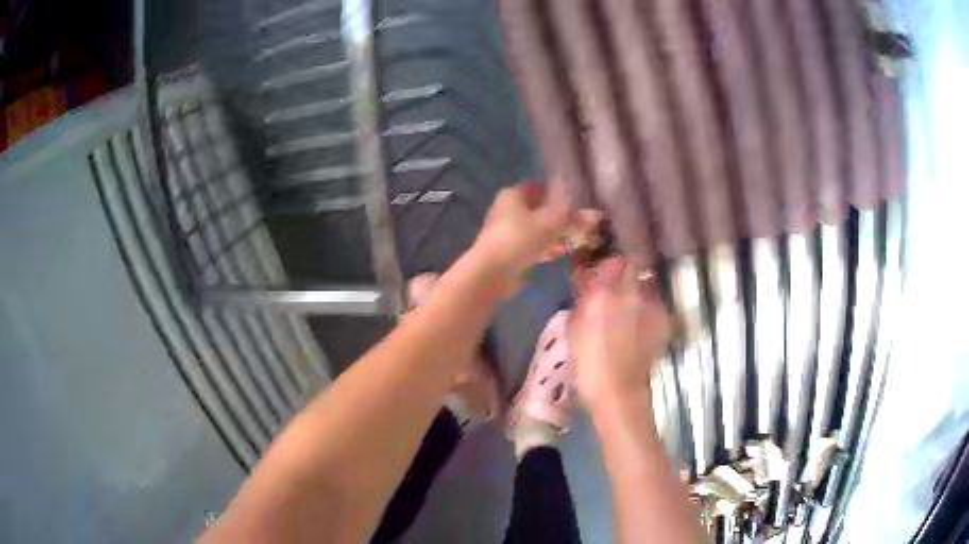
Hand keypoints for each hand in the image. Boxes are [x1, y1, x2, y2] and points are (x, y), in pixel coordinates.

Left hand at [471, 180, 597, 296]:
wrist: (492, 273)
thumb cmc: (520, 239)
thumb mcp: (552, 224)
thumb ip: (574, 218)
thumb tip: (596, 215)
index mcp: (513, 195)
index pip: (539, 187)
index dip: (558, 192)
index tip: (577, 201)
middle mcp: (507, 210)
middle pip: (539, 209)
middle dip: (559, 216)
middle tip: (581, 222)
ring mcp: (507, 233)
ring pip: (537, 229)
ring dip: (555, 233)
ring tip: (577, 238)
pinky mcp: (509, 253)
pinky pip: (533, 246)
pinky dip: (547, 247)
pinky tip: (562, 253)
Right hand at [570, 257, 670, 408]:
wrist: (619, 392)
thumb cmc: (588, 364)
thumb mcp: (574, 330)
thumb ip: (583, 301)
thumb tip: (588, 282)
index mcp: (603, 294)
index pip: (613, 261)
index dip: (609, 265)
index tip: (603, 273)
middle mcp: (631, 293)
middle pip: (632, 268)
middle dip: (625, 273)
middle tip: (617, 287)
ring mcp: (651, 306)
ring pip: (646, 285)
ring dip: (638, 290)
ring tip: (631, 307)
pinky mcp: (663, 320)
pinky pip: (655, 305)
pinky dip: (648, 309)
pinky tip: (641, 324)